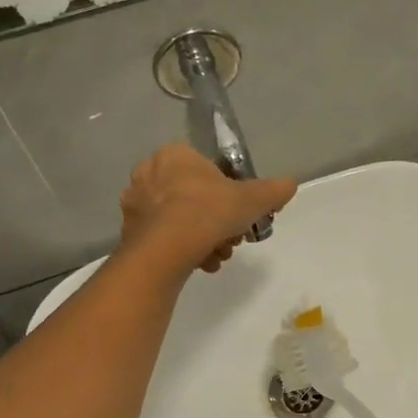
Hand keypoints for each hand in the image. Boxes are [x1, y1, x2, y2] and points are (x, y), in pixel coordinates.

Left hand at [118, 143, 296, 273]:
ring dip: (201, 237)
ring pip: (179, 219)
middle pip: (193, 197)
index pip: (207, 169)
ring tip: (215, 256)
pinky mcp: (128, 232)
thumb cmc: (208, 212)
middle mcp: (148, 172)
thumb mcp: (253, 199)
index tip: (239, 214)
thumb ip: (273, 190)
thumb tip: (290, 184)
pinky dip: (182, 249)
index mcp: (174, 154)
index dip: (228, 193)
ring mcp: (134, 203)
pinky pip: (163, 238)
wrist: (165, 250)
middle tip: (230, 238)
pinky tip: (198, 263)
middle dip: (215, 220)